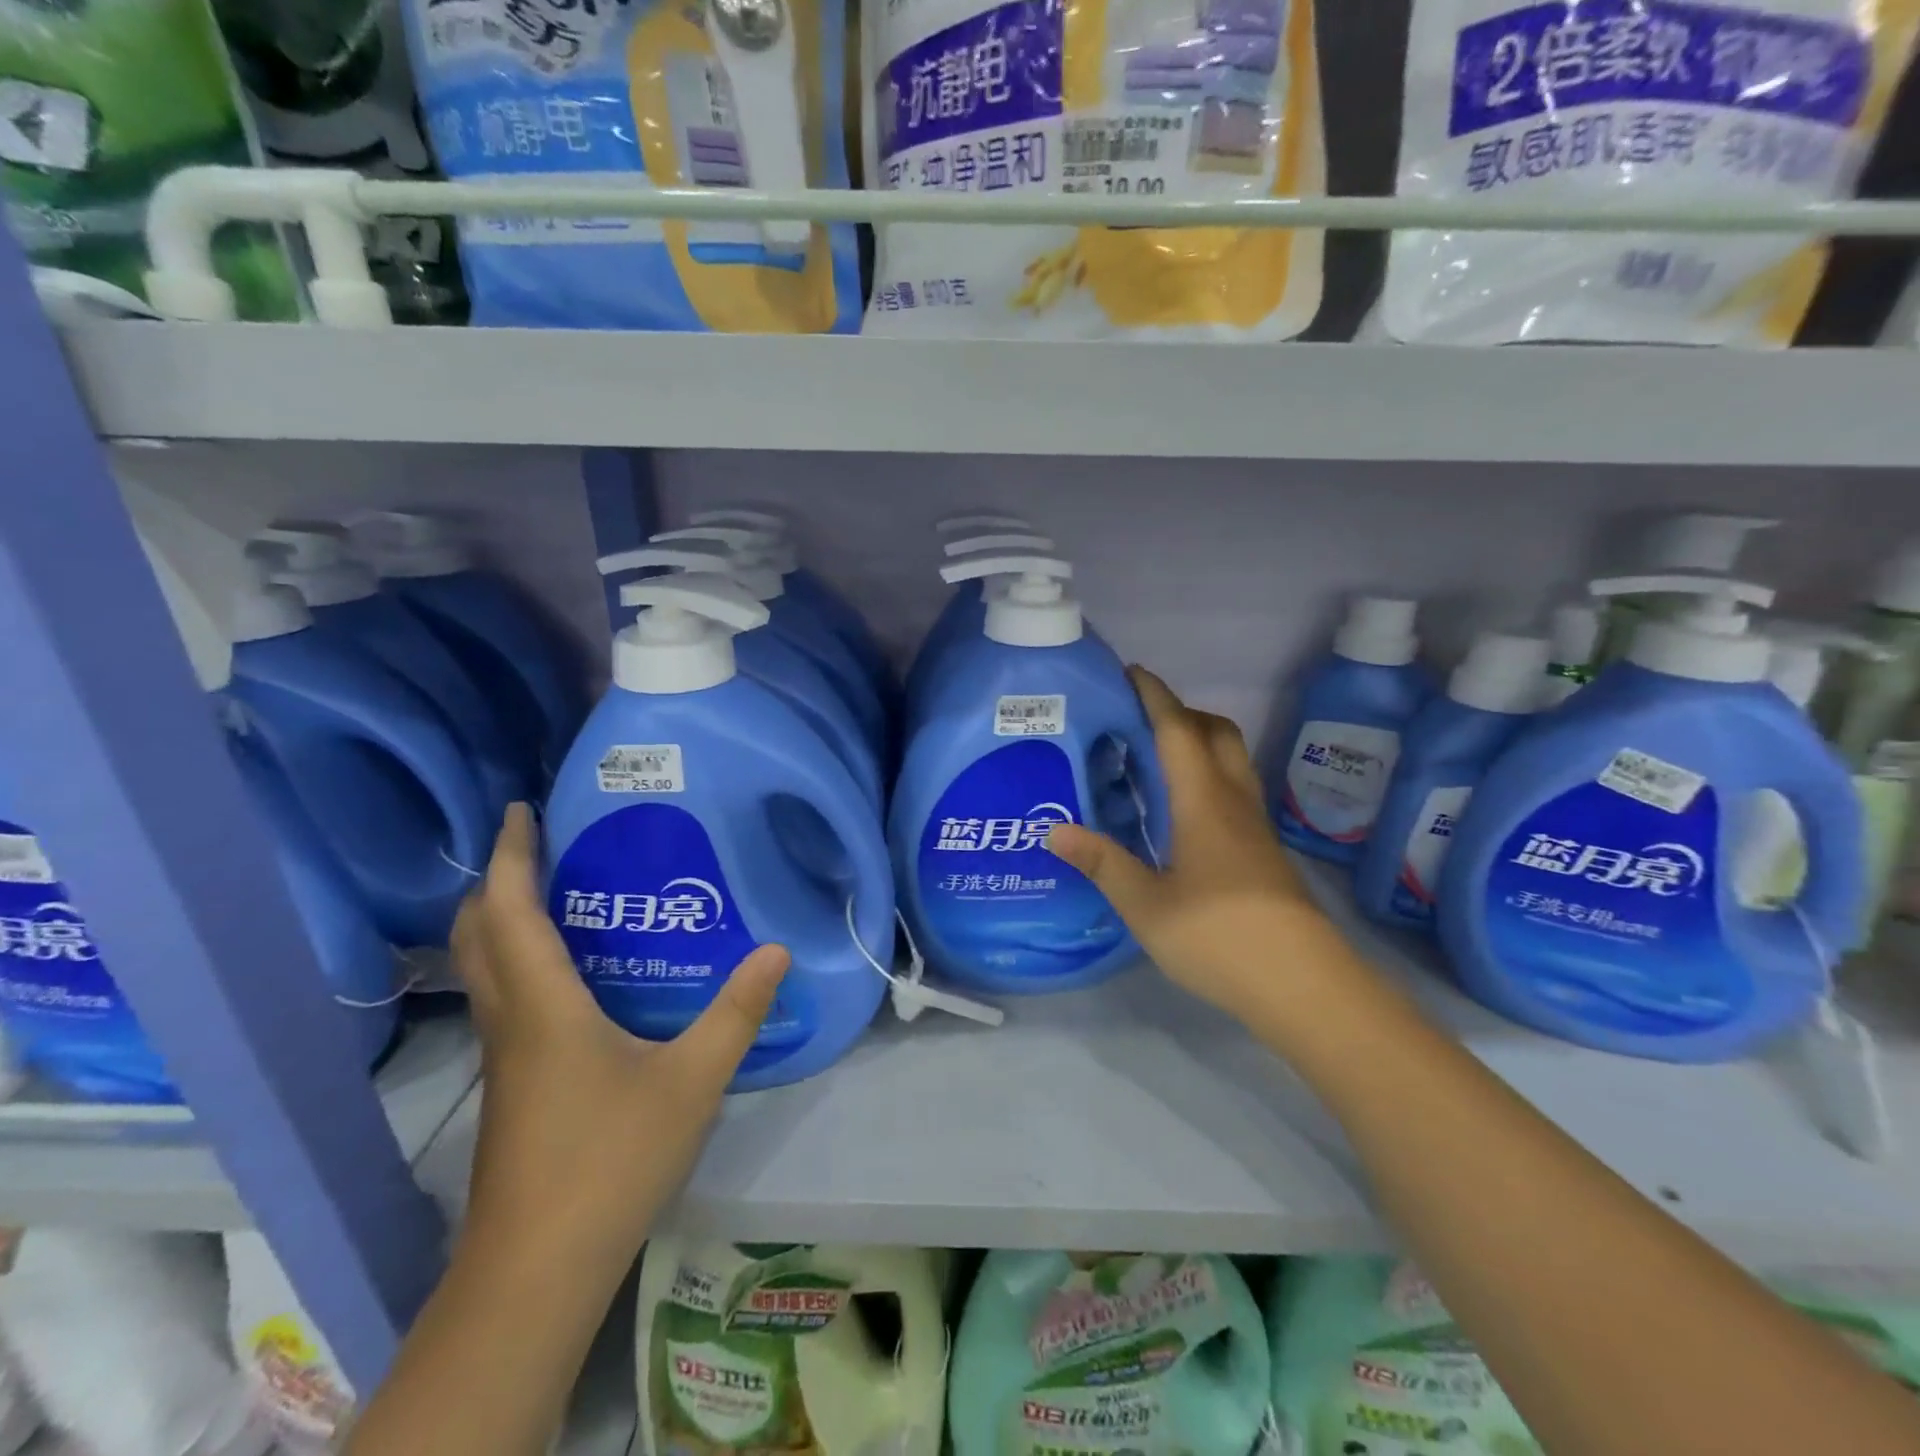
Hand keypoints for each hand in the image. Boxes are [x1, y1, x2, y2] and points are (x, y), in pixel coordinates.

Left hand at [449, 804, 789, 1256]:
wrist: (537, 1269)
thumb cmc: (610, 1158)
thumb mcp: (692, 1080)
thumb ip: (736, 1012)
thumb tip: (776, 950)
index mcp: (543, 1006)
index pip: (511, 912)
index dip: (512, 855)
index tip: (520, 810)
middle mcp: (510, 1021)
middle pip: (478, 935)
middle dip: (499, 881)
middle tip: (542, 846)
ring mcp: (503, 1058)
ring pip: (484, 969)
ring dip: (503, 921)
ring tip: (555, 894)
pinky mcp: (511, 1086)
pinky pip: (503, 999)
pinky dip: (518, 962)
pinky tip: (568, 976)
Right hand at [1046, 667, 1340, 1019]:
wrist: (1303, 985)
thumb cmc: (1219, 937)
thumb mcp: (1146, 905)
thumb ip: (1102, 863)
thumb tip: (1054, 830)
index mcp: (1202, 801)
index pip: (1178, 730)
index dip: (1155, 696)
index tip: (1130, 673)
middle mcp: (1234, 801)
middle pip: (1217, 733)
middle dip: (1181, 713)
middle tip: (1138, 723)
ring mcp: (1255, 826)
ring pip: (1231, 760)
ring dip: (1198, 743)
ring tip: (1154, 761)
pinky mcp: (1264, 850)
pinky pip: (1234, 790)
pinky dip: (1207, 776)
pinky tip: (1181, 812)